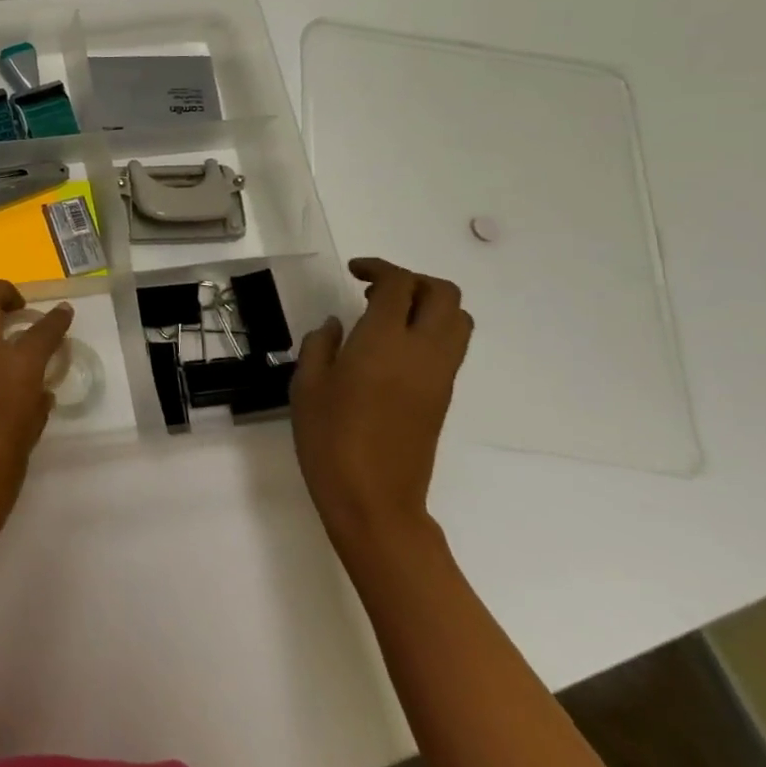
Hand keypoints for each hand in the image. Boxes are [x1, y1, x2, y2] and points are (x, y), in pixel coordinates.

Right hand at [290, 258, 473, 557]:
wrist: (373, 498)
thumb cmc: (329, 437)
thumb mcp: (307, 384)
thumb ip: (321, 345)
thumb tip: (336, 326)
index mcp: (384, 342)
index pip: (399, 285)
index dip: (379, 268)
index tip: (353, 272)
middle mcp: (423, 351)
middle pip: (443, 294)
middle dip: (412, 280)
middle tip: (374, 287)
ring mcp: (439, 375)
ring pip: (457, 320)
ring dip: (428, 304)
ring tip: (385, 314)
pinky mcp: (443, 396)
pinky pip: (450, 346)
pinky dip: (429, 329)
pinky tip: (389, 346)